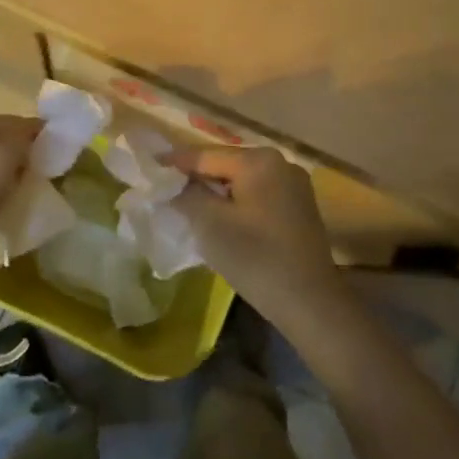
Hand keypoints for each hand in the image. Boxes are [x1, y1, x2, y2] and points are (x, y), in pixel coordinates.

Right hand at [165, 147, 343, 322]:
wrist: (309, 302)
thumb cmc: (255, 257)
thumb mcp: (209, 223)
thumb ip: (186, 194)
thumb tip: (172, 182)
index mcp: (259, 160)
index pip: (205, 156)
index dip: (174, 163)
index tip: (149, 165)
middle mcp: (281, 163)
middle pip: (225, 165)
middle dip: (196, 178)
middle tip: (166, 189)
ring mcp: (294, 186)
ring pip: (242, 182)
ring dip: (216, 193)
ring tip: (188, 205)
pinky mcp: (299, 209)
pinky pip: (258, 196)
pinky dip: (236, 204)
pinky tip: (220, 219)